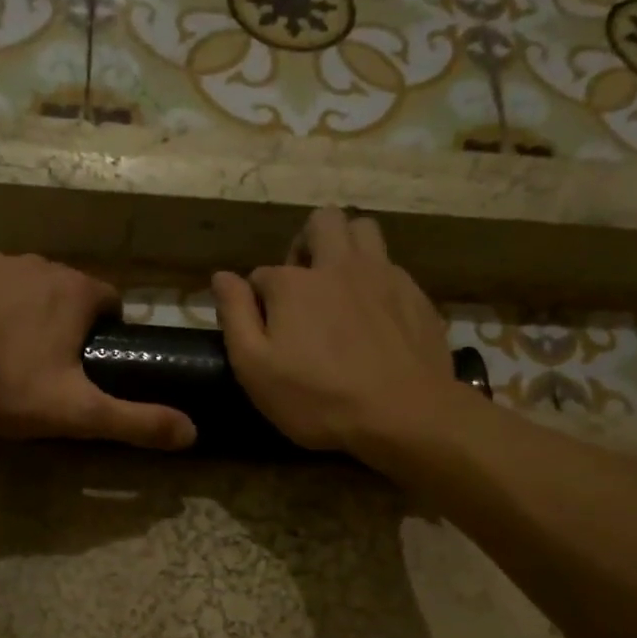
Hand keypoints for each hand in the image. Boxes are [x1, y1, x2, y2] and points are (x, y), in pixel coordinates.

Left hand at [0, 250, 195, 449]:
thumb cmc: (5, 387)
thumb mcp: (78, 414)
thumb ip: (136, 422)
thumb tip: (192, 433)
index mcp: (74, 292)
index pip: (109, 302)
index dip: (105, 332)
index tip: (87, 363)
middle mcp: (38, 263)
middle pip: (63, 291)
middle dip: (60, 321)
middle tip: (40, 366)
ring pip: (19, 283)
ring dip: (18, 309)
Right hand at [213, 208, 459, 457]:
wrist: (403, 414)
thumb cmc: (318, 398)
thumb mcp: (255, 368)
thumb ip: (235, 316)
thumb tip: (221, 276)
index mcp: (293, 284)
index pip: (262, 274)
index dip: (257, 299)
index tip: (261, 329)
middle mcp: (338, 265)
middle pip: (322, 222)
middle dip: (306, 244)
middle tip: (303, 283)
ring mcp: (382, 276)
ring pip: (364, 230)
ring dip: (346, 246)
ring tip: (340, 286)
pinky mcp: (415, 294)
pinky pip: (391, 266)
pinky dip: (376, 279)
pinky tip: (374, 316)